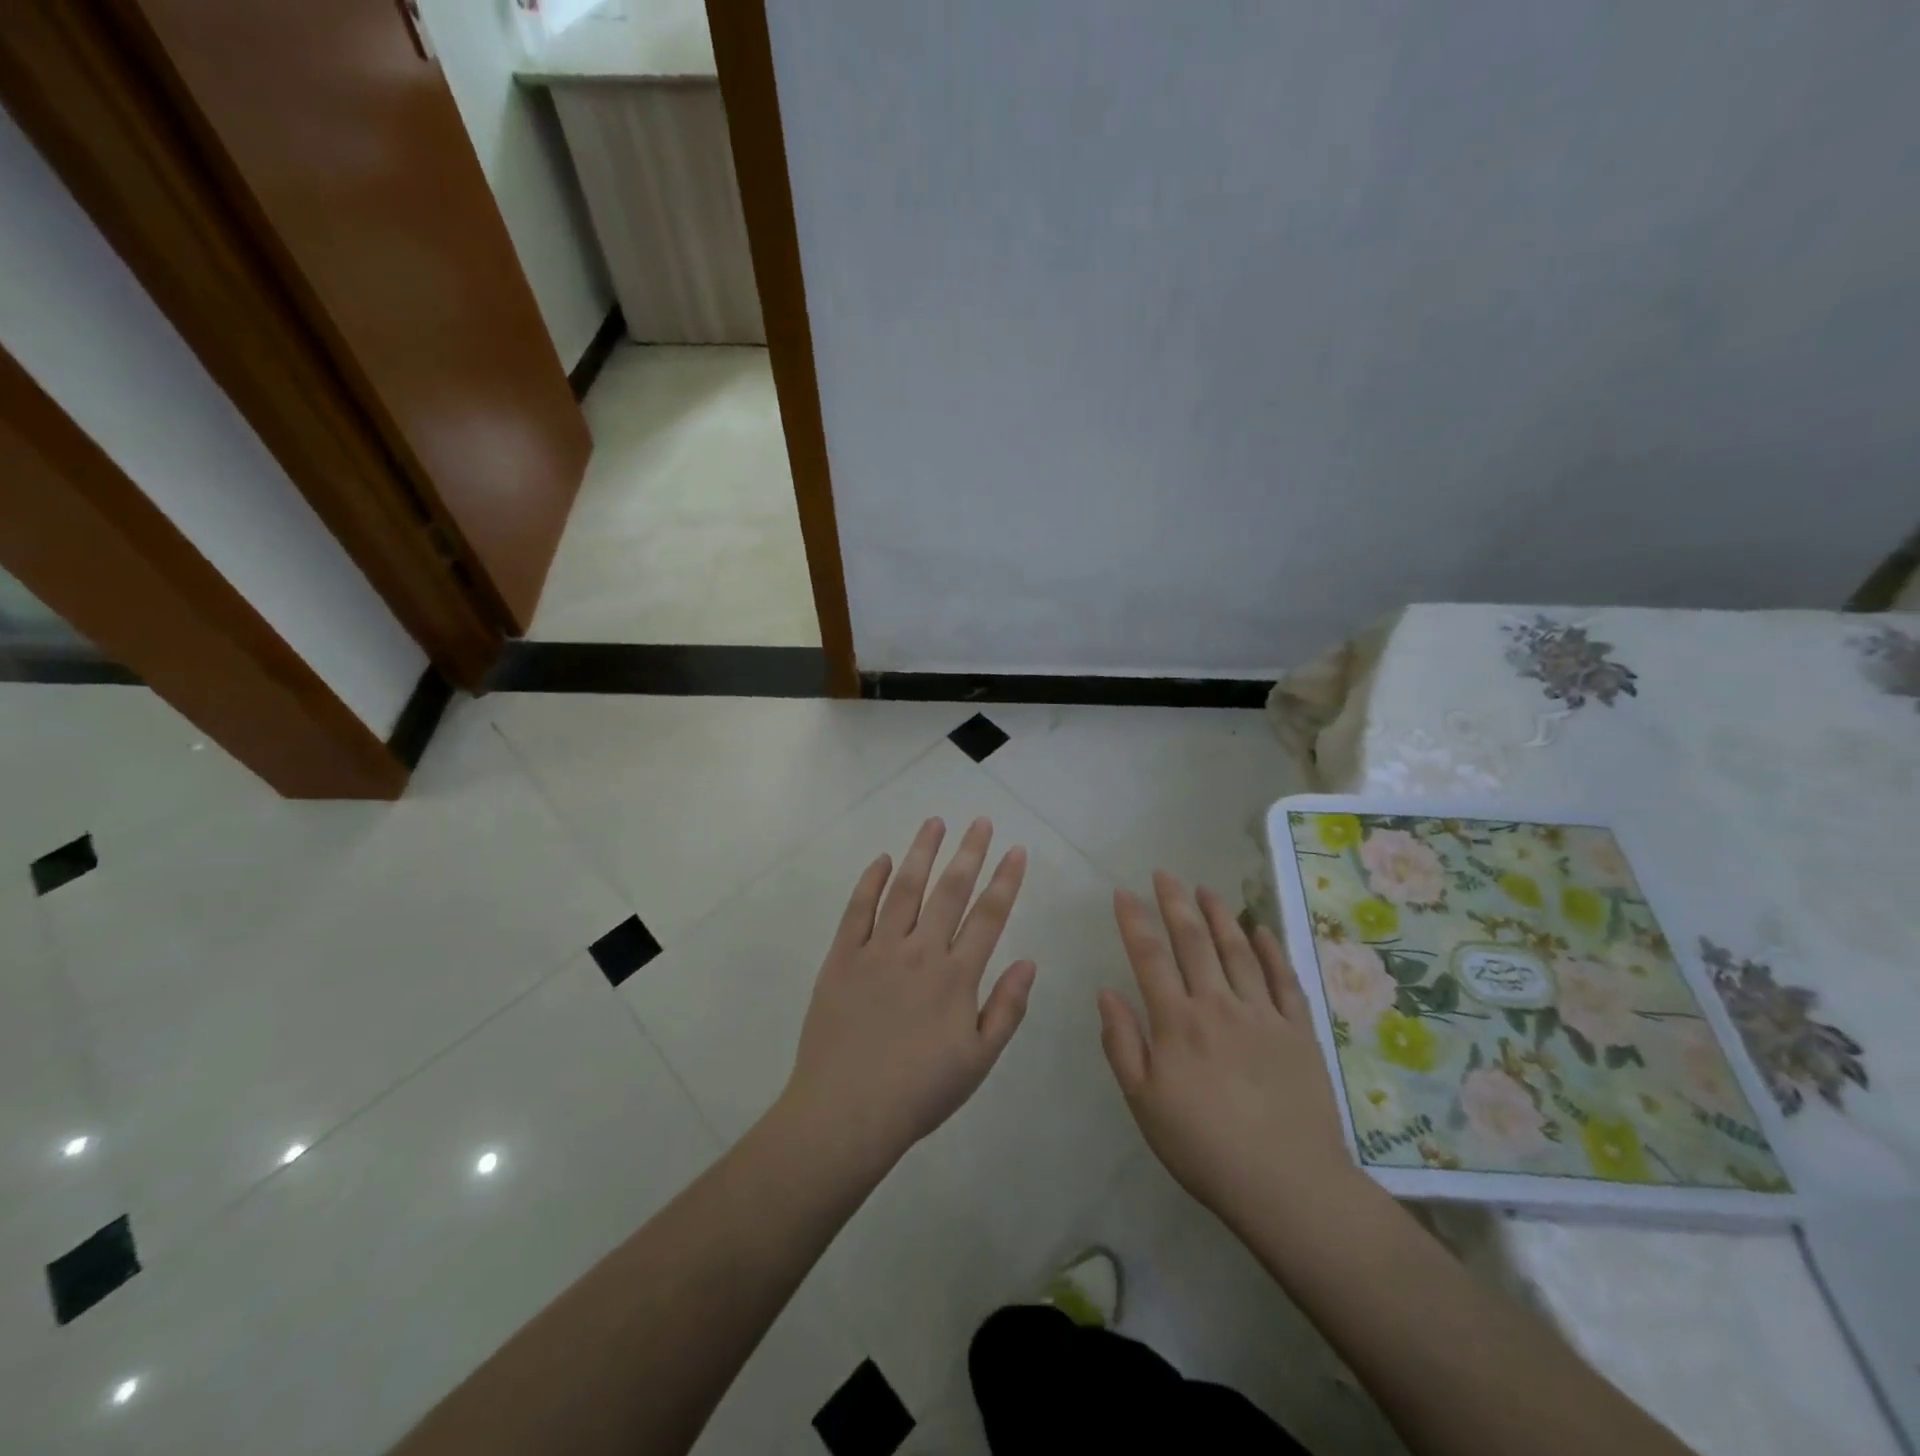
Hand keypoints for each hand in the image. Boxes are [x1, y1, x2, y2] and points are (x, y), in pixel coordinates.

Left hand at [781, 817, 1035, 1167]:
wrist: (846, 1112)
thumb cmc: (920, 1092)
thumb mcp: (979, 1061)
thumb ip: (1006, 1008)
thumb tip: (1029, 960)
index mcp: (956, 977)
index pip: (988, 916)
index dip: (1005, 880)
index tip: (1016, 849)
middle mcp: (920, 952)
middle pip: (949, 891)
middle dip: (969, 852)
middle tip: (980, 821)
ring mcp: (877, 951)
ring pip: (904, 889)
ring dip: (922, 853)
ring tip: (934, 822)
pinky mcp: (842, 958)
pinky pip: (857, 910)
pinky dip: (870, 881)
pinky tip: (883, 859)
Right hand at [1099, 872, 1355, 1228]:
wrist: (1288, 1185)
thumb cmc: (1203, 1147)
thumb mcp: (1144, 1103)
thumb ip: (1122, 1044)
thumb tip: (1106, 992)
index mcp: (1176, 1022)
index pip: (1150, 957)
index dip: (1134, 921)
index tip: (1123, 892)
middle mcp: (1217, 1005)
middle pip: (1193, 942)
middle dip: (1175, 903)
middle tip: (1164, 874)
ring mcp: (1262, 1014)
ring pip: (1236, 950)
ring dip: (1219, 915)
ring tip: (1205, 889)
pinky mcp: (1298, 1030)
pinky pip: (1282, 979)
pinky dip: (1269, 949)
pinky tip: (1259, 929)